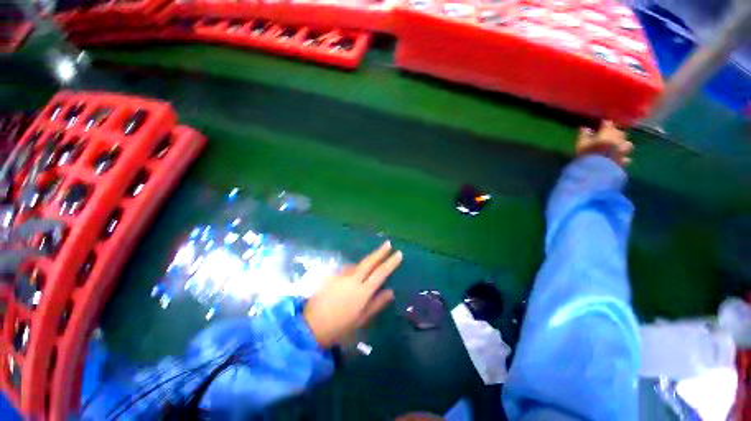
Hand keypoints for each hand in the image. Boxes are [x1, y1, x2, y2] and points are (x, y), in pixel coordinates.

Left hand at [304, 241, 402, 347]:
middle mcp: (352, 279)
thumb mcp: (362, 319)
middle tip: (388, 243)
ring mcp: (341, 275)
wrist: (311, 326)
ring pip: (357, 265)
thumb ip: (377, 303)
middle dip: (380, 252)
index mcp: (362, 291)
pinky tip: (352, 278)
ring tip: (368, 269)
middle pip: (369, 262)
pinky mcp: (331, 275)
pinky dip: (353, 270)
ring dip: (365, 263)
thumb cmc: (340, 327)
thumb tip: (391, 291)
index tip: (398, 253)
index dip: (390, 262)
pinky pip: (347, 270)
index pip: (380, 273)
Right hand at [576, 121, 633, 166]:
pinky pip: (626, 158)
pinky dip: (623, 158)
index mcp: (607, 132)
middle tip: (609, 136)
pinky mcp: (623, 161)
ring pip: (627, 144)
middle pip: (620, 133)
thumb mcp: (581, 143)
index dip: (605, 124)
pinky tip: (619, 160)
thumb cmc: (586, 153)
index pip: (608, 123)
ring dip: (623, 145)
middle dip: (616, 134)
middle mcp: (618, 139)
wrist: (596, 170)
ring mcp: (622, 150)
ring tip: (617, 148)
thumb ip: (584, 135)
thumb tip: (585, 128)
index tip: (601, 124)